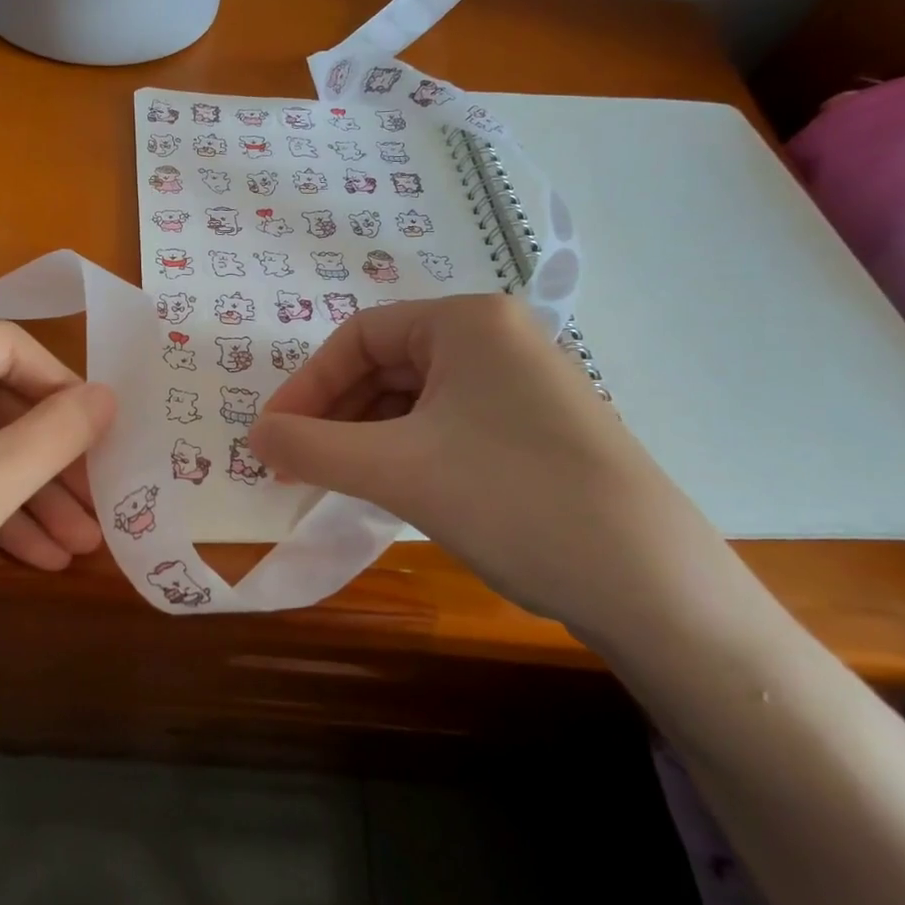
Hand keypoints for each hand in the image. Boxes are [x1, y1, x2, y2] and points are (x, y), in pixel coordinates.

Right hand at [248, 296, 730, 642]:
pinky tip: (388, 488)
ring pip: (414, 400)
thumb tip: (253, 436)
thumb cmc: (511, 499)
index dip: (306, 385)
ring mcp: (520, 385)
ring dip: (365, 437)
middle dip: (334, 415)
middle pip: (385, 365)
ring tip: (334, 481)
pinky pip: (445, 426)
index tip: (272, 436)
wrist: (650, 584)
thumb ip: (311, 446)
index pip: (358, 336)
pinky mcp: (533, 429)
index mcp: (466, 321)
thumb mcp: (395, 469)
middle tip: (296, 465)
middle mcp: (496, 339)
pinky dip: (405, 452)